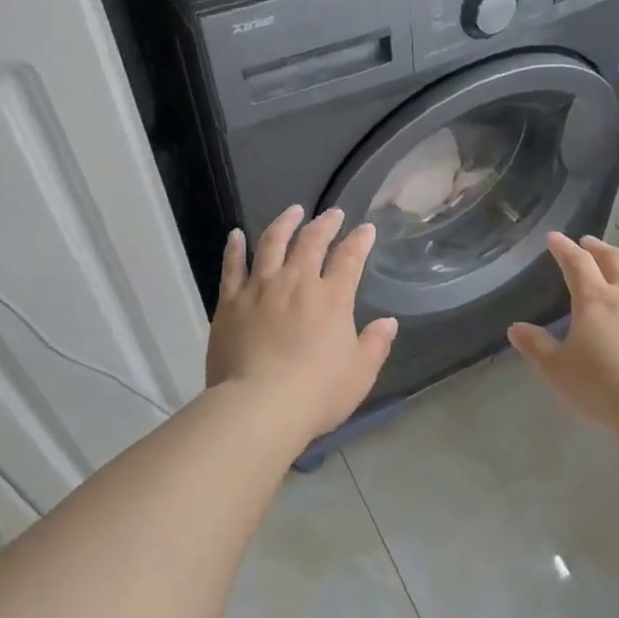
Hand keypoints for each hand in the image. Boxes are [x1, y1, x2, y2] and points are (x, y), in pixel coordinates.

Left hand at [206, 205, 399, 439]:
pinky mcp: (230, 302)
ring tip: (292, 211)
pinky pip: (232, 267)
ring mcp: (260, 288)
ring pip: (272, 243)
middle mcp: (296, 282)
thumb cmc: (317, 392)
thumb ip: (375, 344)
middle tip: (332, 213)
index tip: (366, 229)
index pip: (350, 258)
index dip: (359, 240)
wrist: (260, 406)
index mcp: (332, 298)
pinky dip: (235, 247)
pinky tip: (236, 235)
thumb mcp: (360, 373)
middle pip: (311, 241)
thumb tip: (388, 322)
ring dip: (284, 223)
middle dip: (325, 224)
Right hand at [508, 234, 618, 429]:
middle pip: (614, 260)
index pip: (576, 263)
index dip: (564, 248)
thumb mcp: (558, 370)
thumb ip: (537, 346)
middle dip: (597, 248)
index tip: (555, 238)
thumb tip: (516, 329)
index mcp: (595, 300)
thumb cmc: (603, 388)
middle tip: (587, 243)